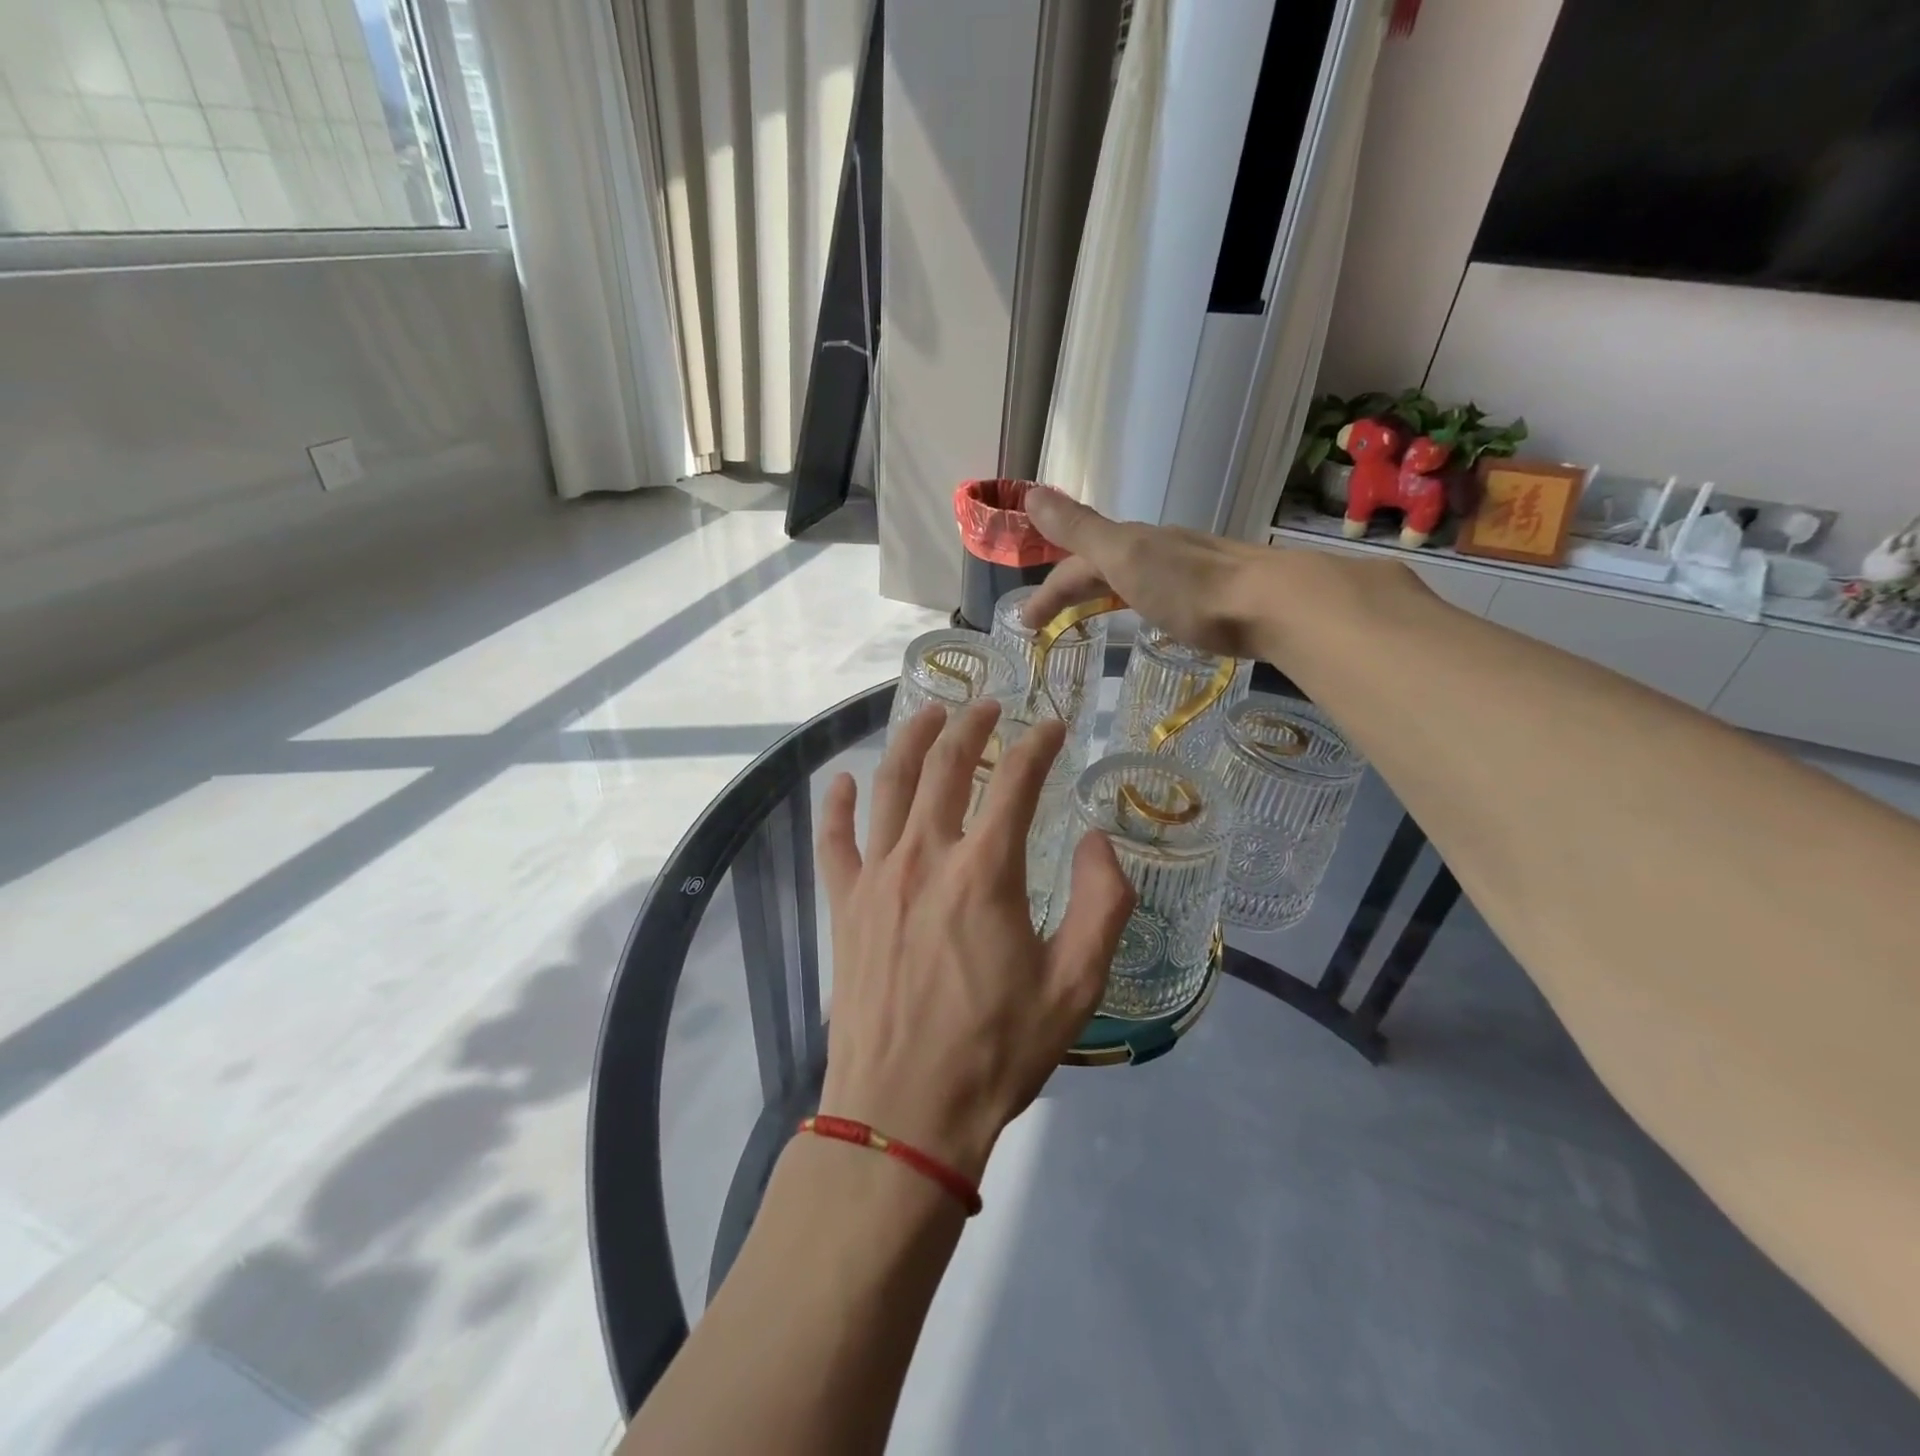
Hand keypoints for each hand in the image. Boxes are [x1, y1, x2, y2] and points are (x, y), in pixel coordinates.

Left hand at [817, 701, 1136, 1181]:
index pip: (1017, 782)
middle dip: (971, 725)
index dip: (1039, 745)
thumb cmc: (996, 1052)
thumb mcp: (1076, 986)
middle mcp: (926, 856)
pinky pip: (834, 840)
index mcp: (986, 872)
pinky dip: (836, 804)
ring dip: (912, 741)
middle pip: (946, 766)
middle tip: (989, 705)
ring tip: (930, 714)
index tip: (1053, 726)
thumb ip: (1103, 905)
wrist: (903, 1113)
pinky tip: (841, 781)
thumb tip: (1100, 842)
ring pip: (890, 785)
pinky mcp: (845, 905)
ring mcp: (877, 877)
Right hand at [1020, 487, 1280, 657]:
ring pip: (1130, 577)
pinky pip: (1158, 592)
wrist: (1272, 603)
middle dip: (1068, 590)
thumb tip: (1032, 493)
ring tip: (1088, 615)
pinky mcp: (1211, 594)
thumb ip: (1079, 530)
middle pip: (1100, 567)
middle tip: (1044, 625)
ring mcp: (1187, 570)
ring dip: (1102, 592)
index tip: (1026, 624)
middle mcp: (1157, 550)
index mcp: (1131, 544)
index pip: (1075, 565)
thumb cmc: (1190, 586)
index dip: (1047, 591)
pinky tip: (1147, 614)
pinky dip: (1136, 601)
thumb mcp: (1124, 556)